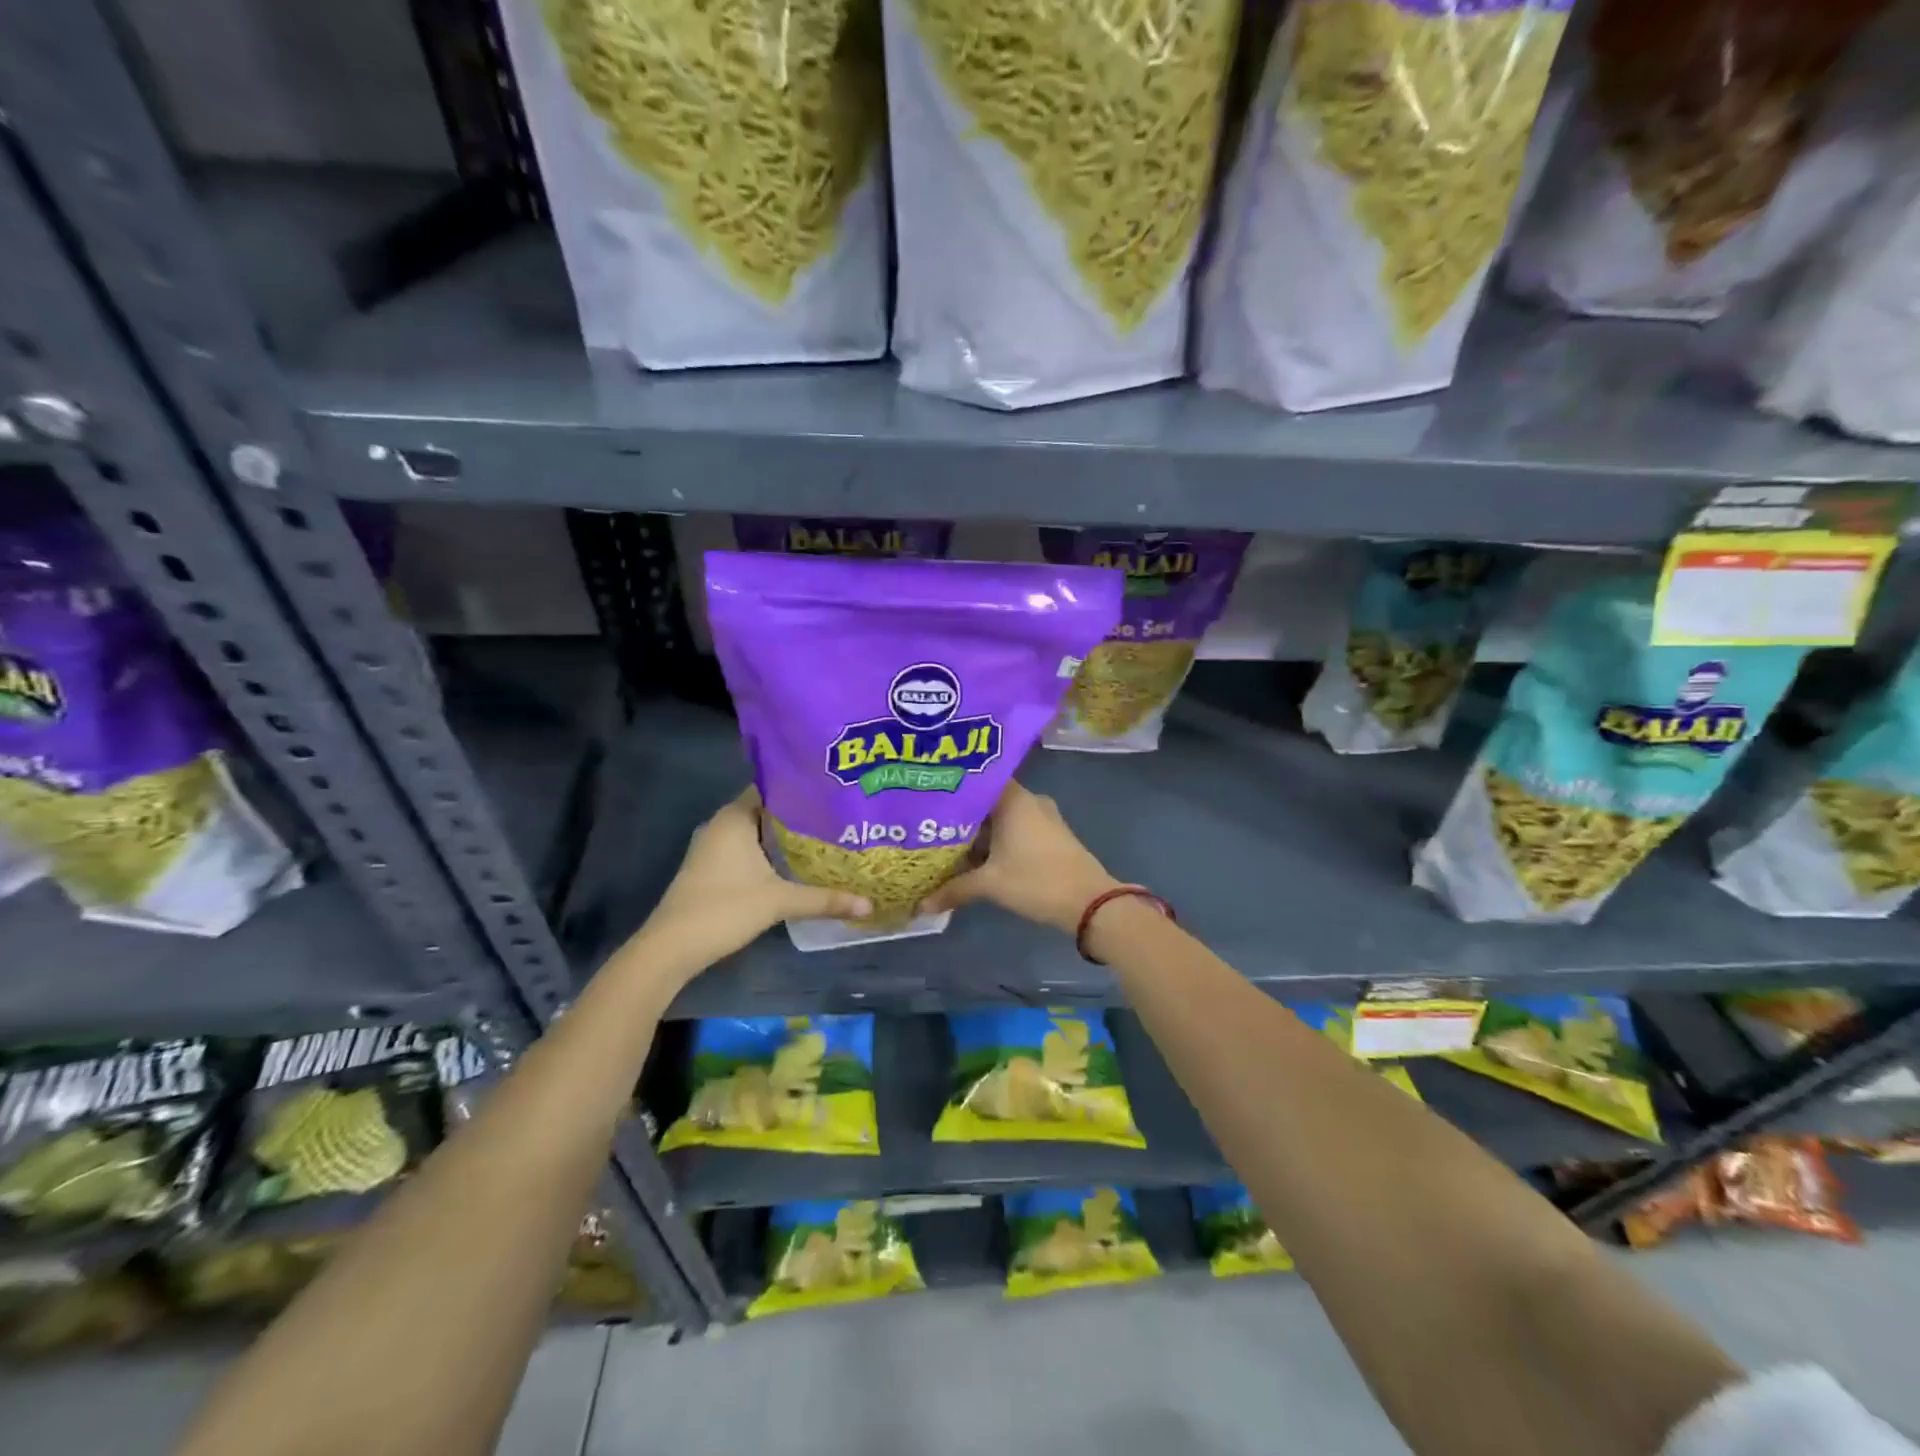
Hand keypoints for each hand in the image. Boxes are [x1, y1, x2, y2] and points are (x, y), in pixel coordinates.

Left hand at [642, 788, 870, 966]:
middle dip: (800, 814)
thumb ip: (825, 899)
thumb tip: (869, 904)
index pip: (773, 787)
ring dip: (785, 836)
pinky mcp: (711, 868)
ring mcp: (713, 847)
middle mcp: (722, 824)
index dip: (802, 788)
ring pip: (757, 832)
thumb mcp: (780, 901)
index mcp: (735, 817)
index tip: (834, 792)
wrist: (672, 947)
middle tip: (839, 816)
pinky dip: (770, 852)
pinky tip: (796, 864)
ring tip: (826, 837)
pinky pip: (747, 848)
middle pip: (767, 810)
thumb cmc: (724, 909)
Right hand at [920, 782, 1119, 933]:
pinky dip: (998, 839)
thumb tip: (921, 905)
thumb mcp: (990, 885)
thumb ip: (954, 890)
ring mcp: (1043, 817)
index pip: (977, 779)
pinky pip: (1016, 828)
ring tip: (948, 842)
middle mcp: (1029, 800)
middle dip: (962, 815)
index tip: (929, 796)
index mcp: (1014, 799)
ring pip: (1003, 817)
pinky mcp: (1051, 835)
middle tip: (931, 824)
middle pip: (987, 800)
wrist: (1090, 903)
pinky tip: (978, 856)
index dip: (953, 787)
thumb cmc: (1037, 881)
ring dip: (980, 831)